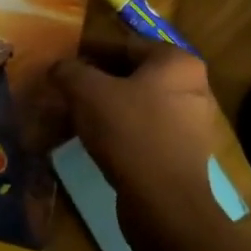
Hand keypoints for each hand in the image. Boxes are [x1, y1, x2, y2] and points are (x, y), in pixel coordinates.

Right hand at [51, 45, 222, 229]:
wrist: (164, 205)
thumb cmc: (130, 132)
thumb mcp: (87, 92)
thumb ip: (69, 71)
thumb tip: (58, 67)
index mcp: (176, 62)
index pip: (124, 45)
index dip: (88, 52)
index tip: (62, 61)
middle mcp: (192, 87)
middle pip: (131, 75)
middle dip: (96, 81)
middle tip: (65, 89)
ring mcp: (190, 123)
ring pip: (136, 104)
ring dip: (105, 107)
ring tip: (73, 115)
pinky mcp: (182, 154)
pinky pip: (144, 131)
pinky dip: (119, 131)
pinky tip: (94, 140)